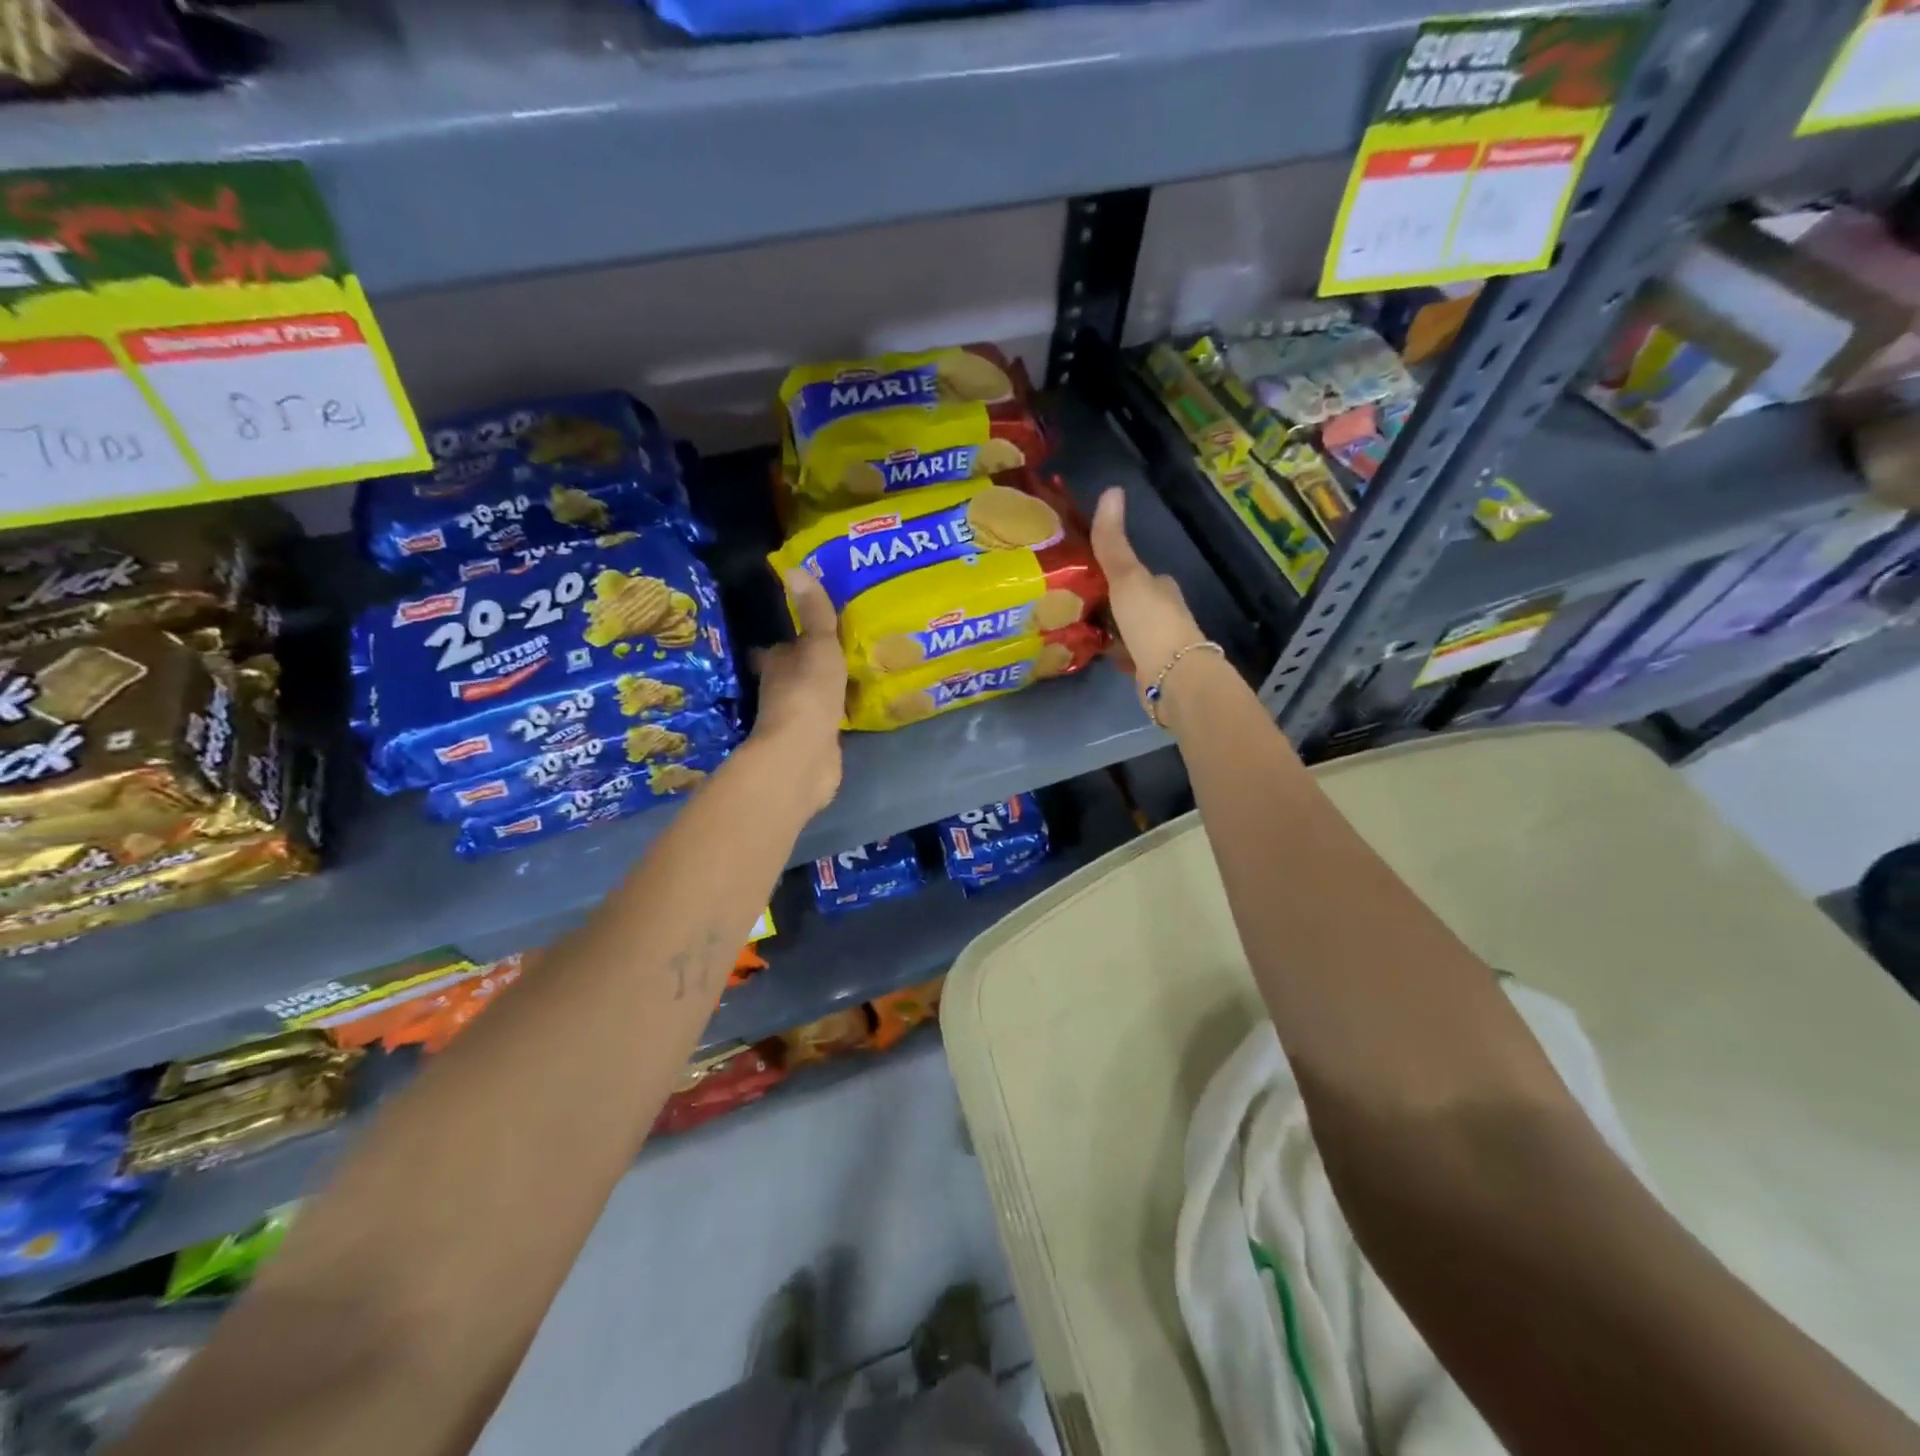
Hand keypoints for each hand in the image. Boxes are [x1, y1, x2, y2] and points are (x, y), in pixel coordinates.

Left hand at [750, 568, 846, 814]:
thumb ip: (814, 613)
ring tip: (852, 676)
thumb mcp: (818, 646)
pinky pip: (829, 722)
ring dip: (824, 690)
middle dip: (808, 665)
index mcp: (776, 666)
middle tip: (835, 651)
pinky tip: (856, 708)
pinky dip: (838, 715)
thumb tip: (795, 568)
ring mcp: (798, 721)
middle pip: (793, 674)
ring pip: (812, 698)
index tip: (802, 633)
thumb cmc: (808, 692)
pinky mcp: (816, 744)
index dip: (787, 642)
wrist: (804, 755)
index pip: (776, 650)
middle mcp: (781, 692)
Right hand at [1090, 487, 1207, 703]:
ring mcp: (1158, 643)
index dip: (1116, 570)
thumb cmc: (1151, 622)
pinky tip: (1091, 651)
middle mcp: (1163, 613)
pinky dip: (1112, 652)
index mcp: (1162, 588)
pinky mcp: (1149, 669)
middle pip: (1132, 601)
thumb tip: (1111, 490)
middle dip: (1109, 601)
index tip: (1087, 571)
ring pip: (1128, 629)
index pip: (1138, 573)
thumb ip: (1113, 542)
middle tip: (1073, 599)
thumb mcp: (1127, 577)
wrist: (1172, 677)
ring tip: (1074, 624)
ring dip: (1109, 627)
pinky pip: (1125, 655)